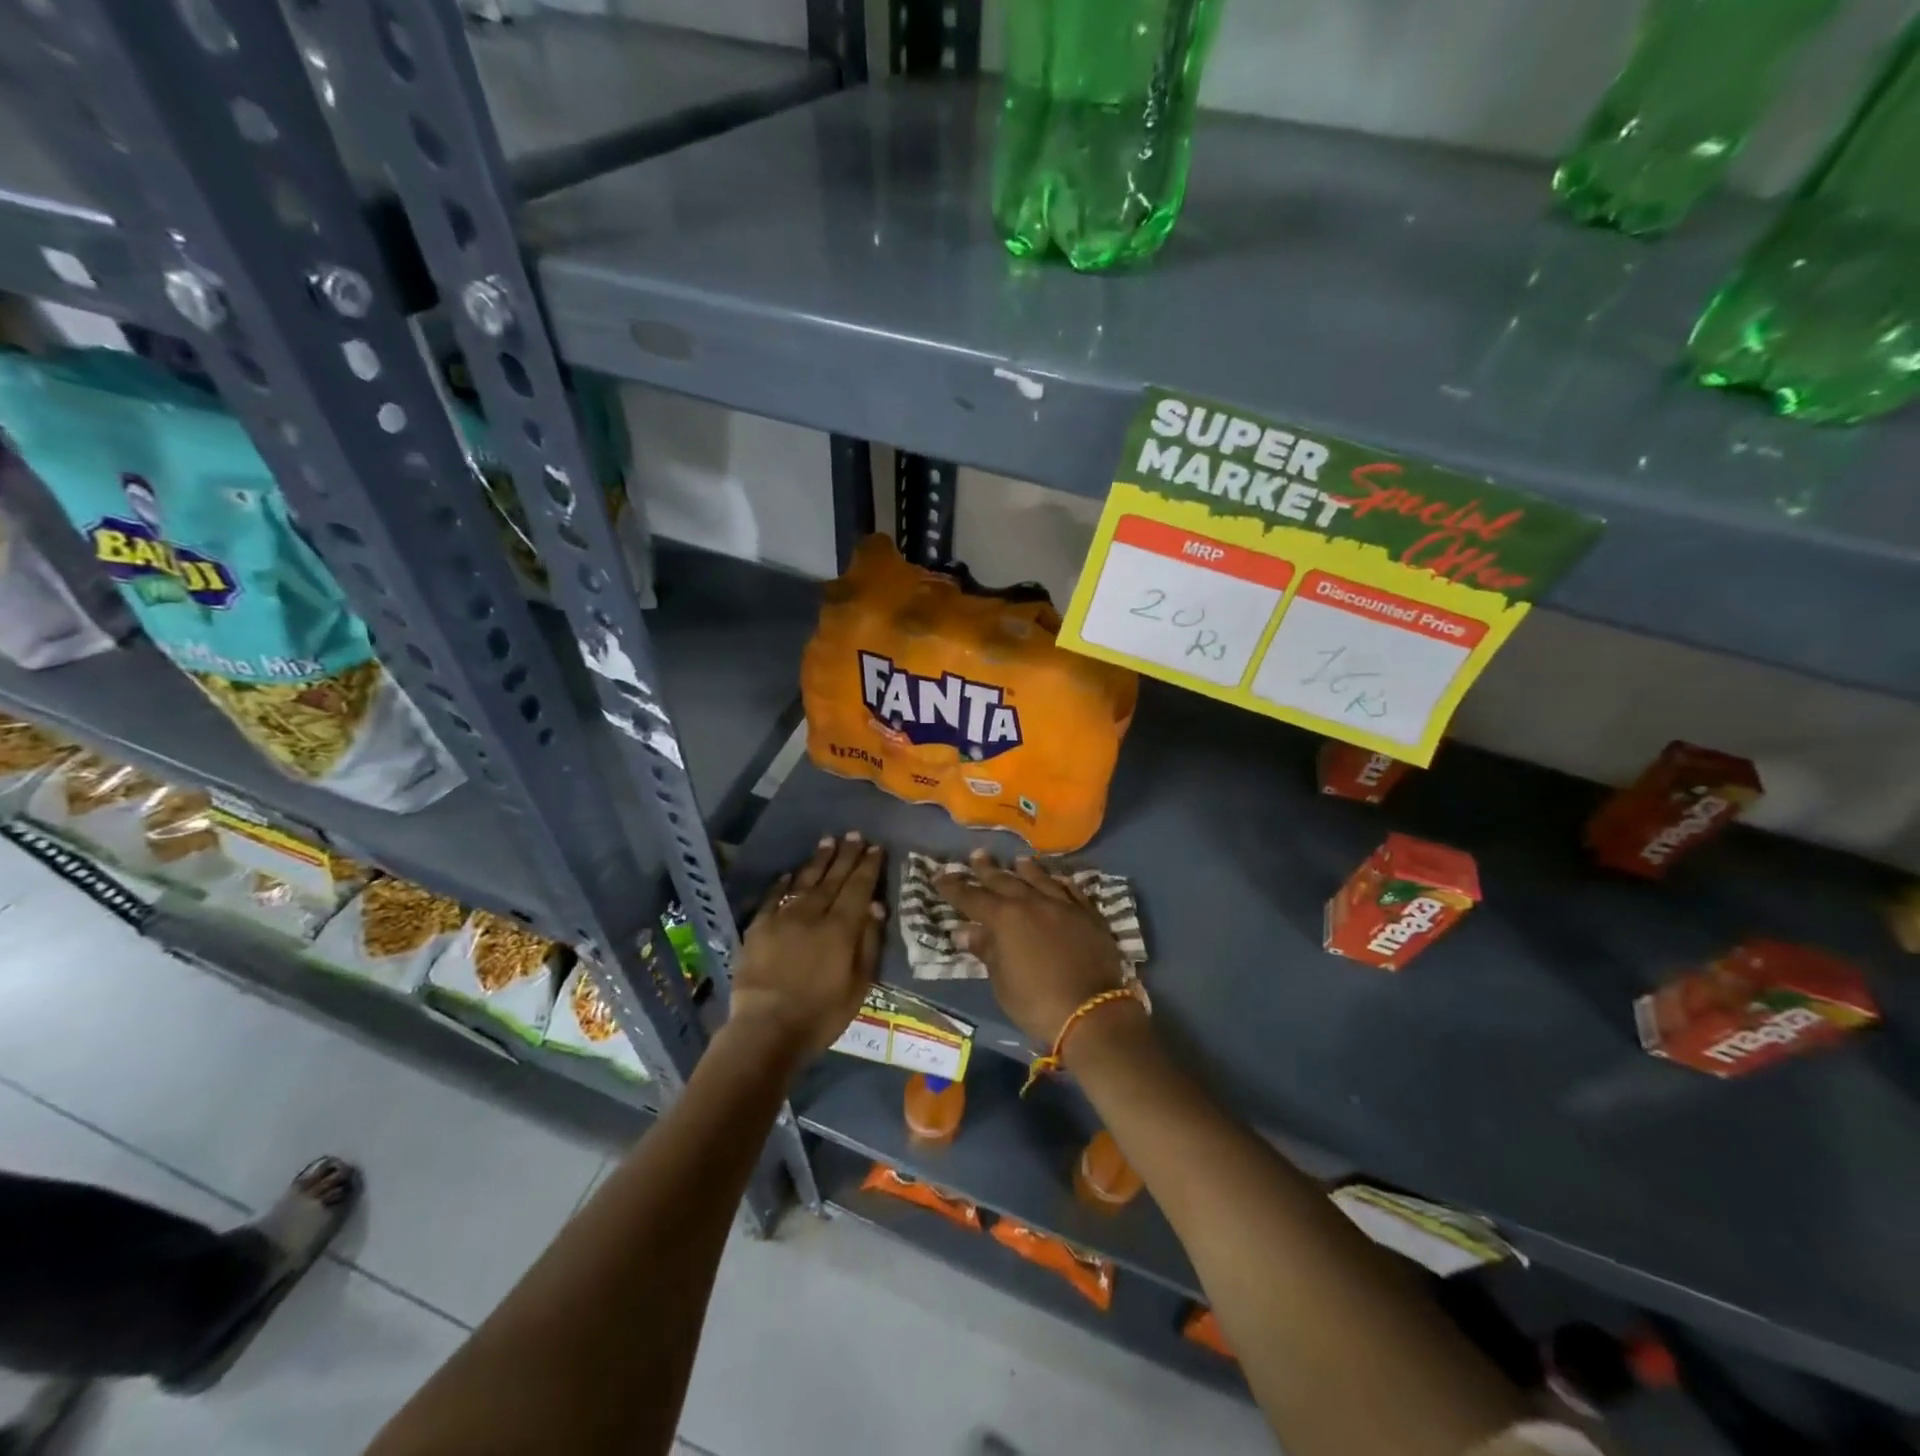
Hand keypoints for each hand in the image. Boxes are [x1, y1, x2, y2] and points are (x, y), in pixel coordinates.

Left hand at [731, 833, 884, 1056]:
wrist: (767, 1028)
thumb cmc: (821, 1013)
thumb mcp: (859, 985)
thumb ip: (869, 943)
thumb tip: (876, 906)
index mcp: (841, 928)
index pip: (858, 888)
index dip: (868, 866)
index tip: (875, 848)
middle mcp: (813, 914)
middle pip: (833, 878)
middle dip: (846, 855)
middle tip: (854, 834)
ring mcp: (783, 918)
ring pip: (805, 881)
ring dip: (818, 860)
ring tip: (828, 841)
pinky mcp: (759, 927)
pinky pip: (774, 897)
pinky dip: (784, 883)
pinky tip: (790, 874)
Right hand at [934, 849, 1129, 1048]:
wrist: (1092, 1012)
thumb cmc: (1037, 1003)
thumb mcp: (1002, 982)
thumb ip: (986, 950)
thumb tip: (965, 931)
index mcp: (1005, 918)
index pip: (972, 897)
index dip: (954, 887)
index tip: (939, 875)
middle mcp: (1032, 903)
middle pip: (1005, 880)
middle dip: (987, 869)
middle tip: (976, 855)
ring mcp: (1063, 906)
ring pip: (1040, 879)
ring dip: (1026, 869)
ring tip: (1017, 860)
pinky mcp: (1088, 915)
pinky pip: (1071, 891)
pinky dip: (1060, 883)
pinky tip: (1058, 879)